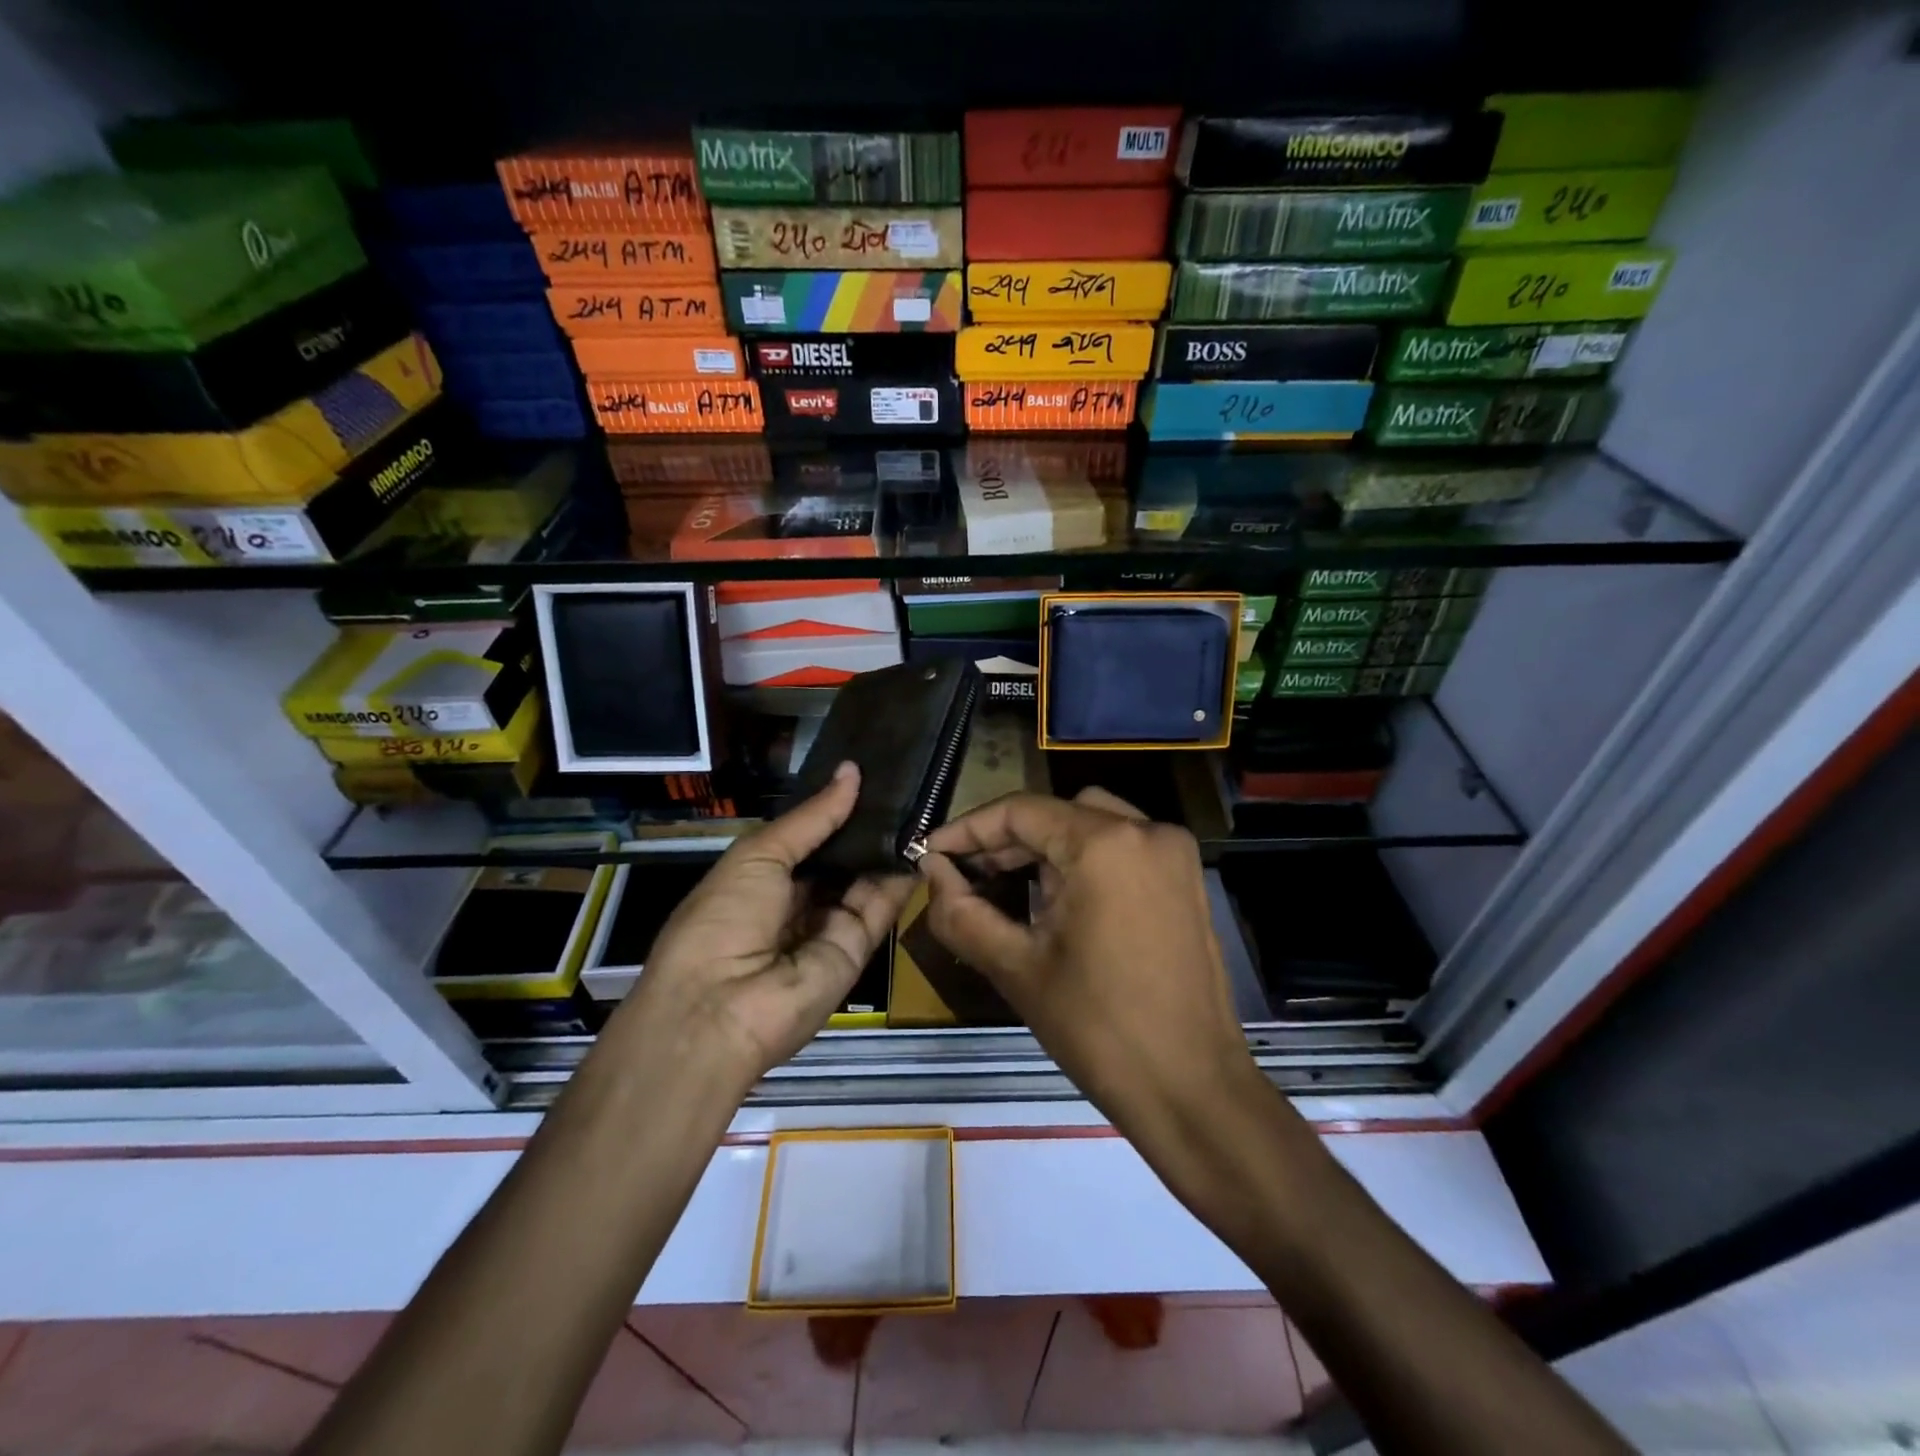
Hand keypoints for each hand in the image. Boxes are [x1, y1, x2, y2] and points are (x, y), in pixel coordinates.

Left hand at [614, 762, 915, 1094]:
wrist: (720, 1010)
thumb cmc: (723, 919)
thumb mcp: (759, 855)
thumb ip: (812, 818)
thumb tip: (852, 771)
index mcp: (761, 878)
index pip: (807, 837)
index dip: (833, 809)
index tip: (868, 772)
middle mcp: (796, 901)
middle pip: (839, 859)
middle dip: (865, 825)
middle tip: (903, 784)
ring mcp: (827, 927)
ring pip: (864, 880)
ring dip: (887, 847)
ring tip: (919, 802)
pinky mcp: (856, 950)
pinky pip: (880, 907)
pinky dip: (900, 877)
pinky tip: (922, 840)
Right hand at [921, 789, 1261, 1152]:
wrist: (1192, 1090)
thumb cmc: (1099, 1030)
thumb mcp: (1016, 968)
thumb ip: (961, 911)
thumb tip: (932, 872)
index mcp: (1105, 844)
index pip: (1021, 811)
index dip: (968, 829)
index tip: (930, 854)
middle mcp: (1146, 830)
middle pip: (1057, 813)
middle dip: (1005, 840)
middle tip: (962, 875)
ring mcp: (1173, 853)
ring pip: (1090, 825)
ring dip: (1043, 848)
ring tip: (1002, 887)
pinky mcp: (1185, 879)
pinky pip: (1121, 848)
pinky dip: (1081, 860)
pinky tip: (1053, 900)